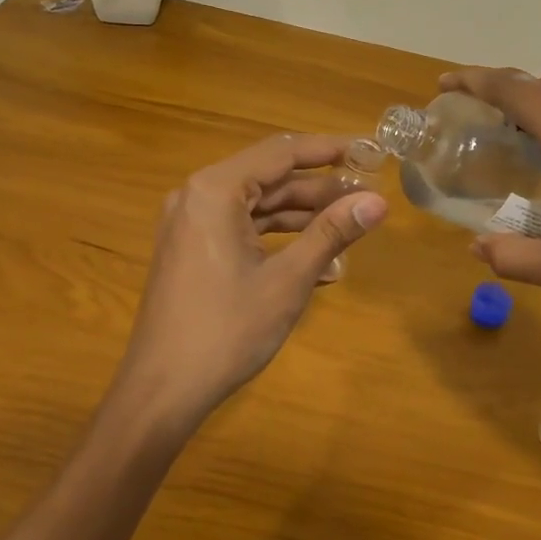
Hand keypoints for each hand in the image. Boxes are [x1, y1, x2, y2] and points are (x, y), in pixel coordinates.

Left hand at [113, 133, 388, 431]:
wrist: (162, 390)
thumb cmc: (226, 330)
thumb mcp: (287, 280)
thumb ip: (331, 233)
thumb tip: (379, 202)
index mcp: (215, 190)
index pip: (282, 152)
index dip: (329, 149)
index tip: (369, 151)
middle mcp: (198, 195)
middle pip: (269, 177)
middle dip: (319, 188)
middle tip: (367, 196)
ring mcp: (191, 223)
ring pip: (257, 205)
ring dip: (302, 215)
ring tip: (350, 225)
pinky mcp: (192, 249)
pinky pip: (241, 229)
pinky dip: (277, 239)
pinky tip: (318, 260)